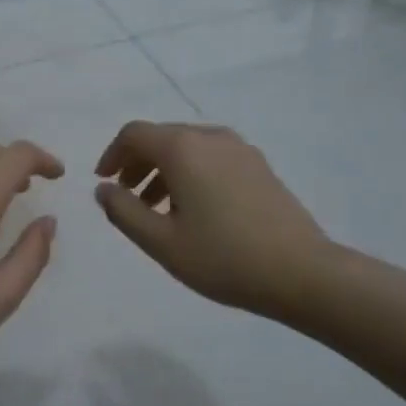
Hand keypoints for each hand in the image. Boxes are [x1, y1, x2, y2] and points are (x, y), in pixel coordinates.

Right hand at [94, 121, 332, 322]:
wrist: (302, 272)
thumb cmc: (223, 257)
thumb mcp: (161, 242)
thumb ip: (123, 211)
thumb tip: (104, 189)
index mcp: (183, 148)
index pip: (134, 134)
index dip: (112, 155)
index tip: (104, 182)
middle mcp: (211, 138)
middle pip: (162, 137)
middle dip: (137, 163)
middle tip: (126, 197)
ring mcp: (240, 150)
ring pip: (188, 148)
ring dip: (163, 170)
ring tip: (155, 209)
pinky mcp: (259, 166)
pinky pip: (211, 158)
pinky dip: (190, 173)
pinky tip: (192, 210)